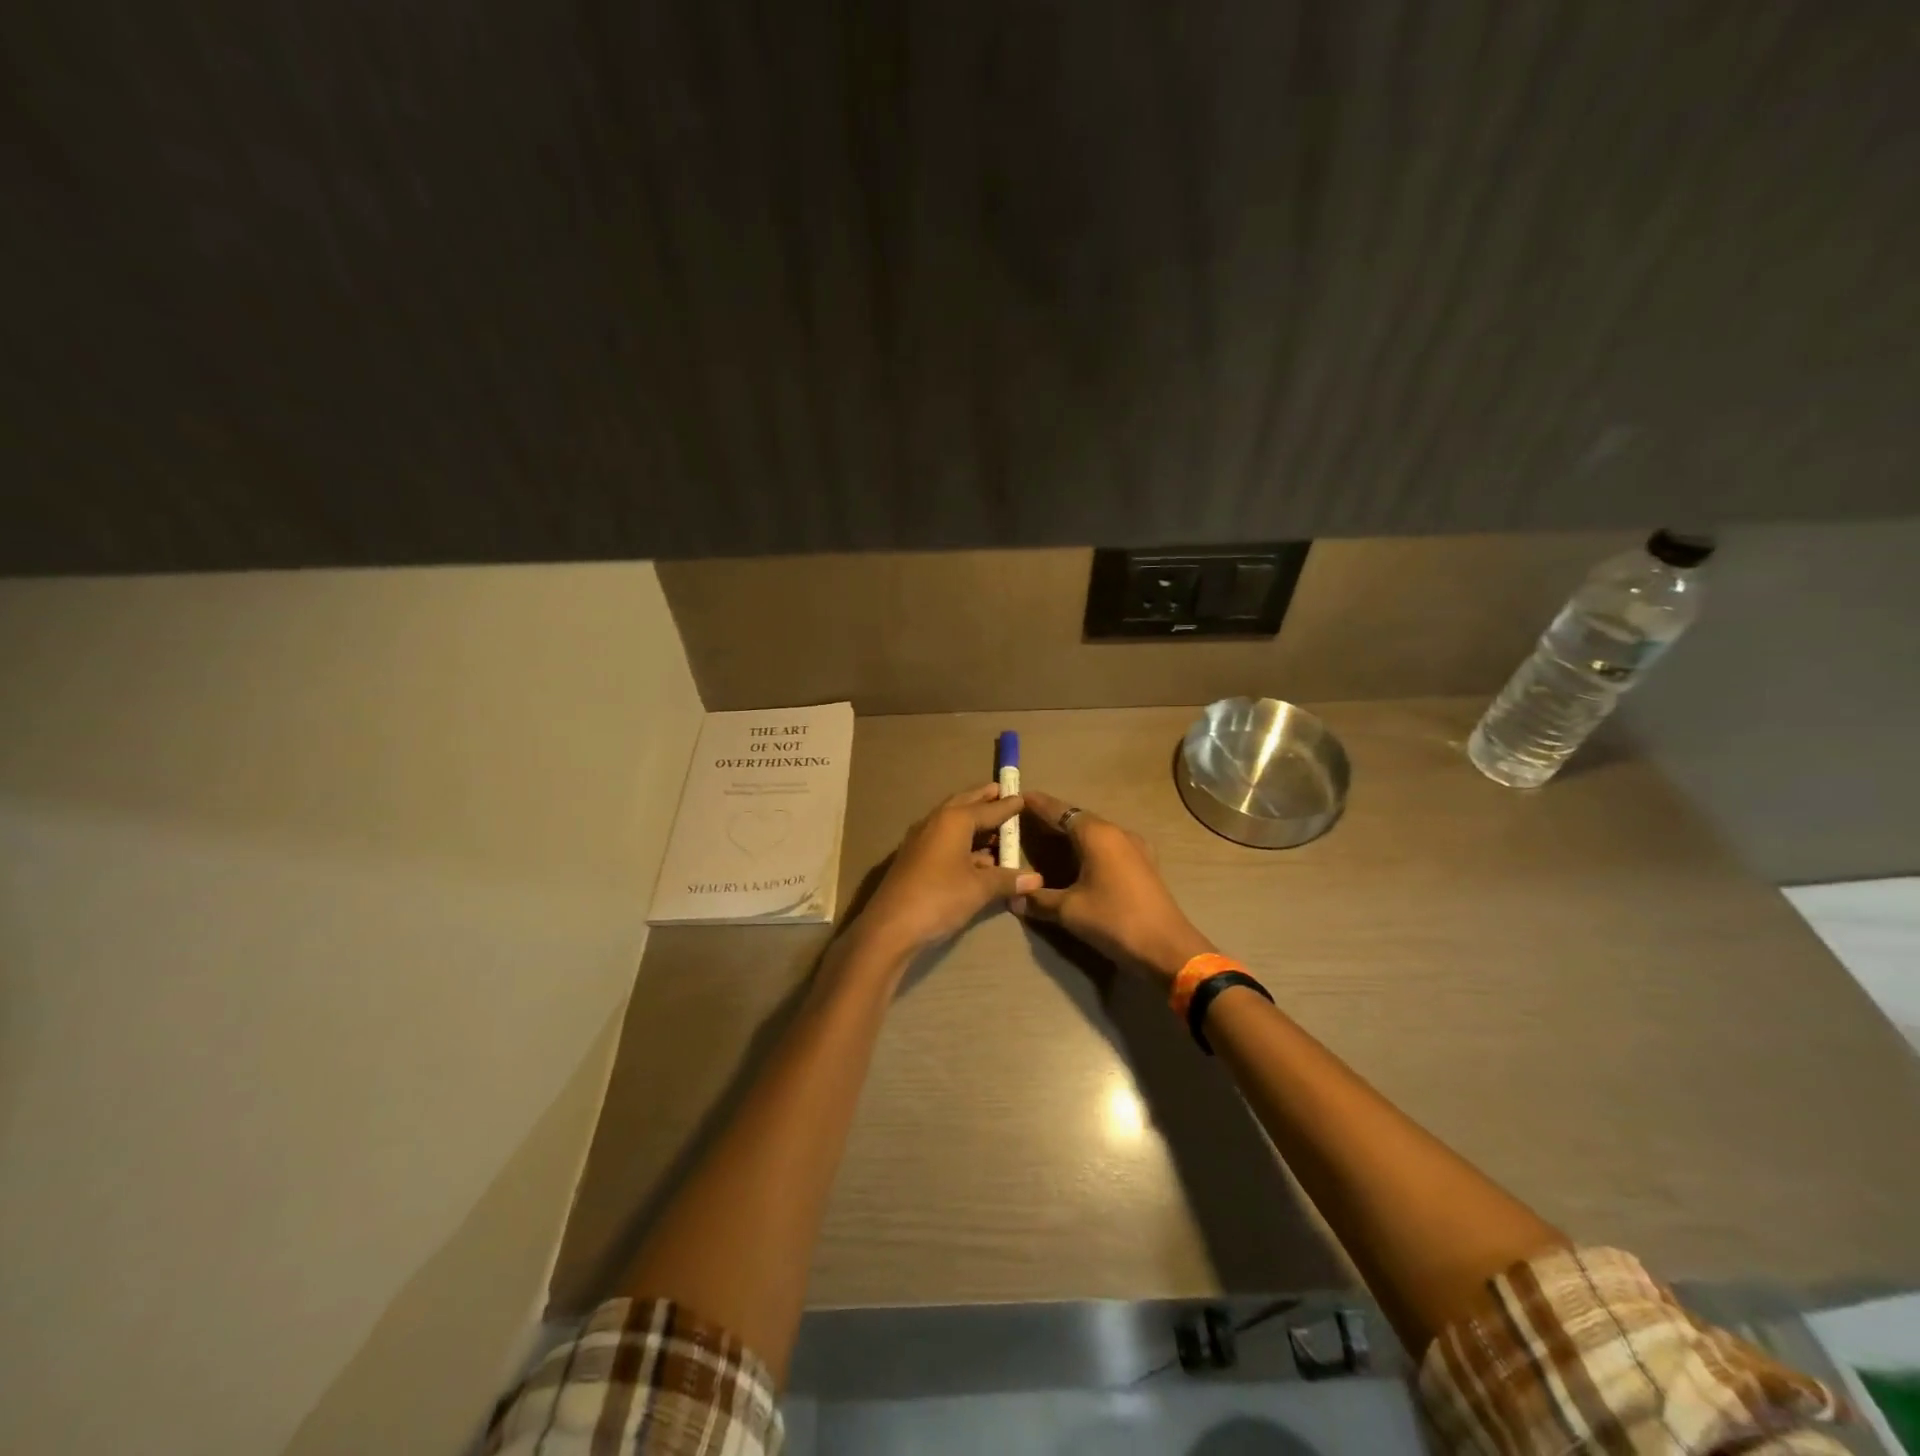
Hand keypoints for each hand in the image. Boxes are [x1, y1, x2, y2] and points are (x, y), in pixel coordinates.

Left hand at [851, 784, 1040, 961]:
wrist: (891, 926)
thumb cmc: (940, 898)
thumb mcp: (979, 889)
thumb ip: (1007, 879)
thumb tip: (1037, 879)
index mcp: (954, 820)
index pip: (987, 808)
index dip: (1007, 806)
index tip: (1022, 798)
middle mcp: (935, 822)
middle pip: (964, 805)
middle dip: (984, 800)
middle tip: (1002, 794)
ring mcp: (921, 839)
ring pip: (952, 822)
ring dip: (972, 821)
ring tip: (993, 824)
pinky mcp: (914, 858)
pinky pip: (943, 839)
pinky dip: (961, 840)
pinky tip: (976, 856)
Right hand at [1016, 790, 1214, 985]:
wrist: (1167, 948)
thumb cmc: (1115, 920)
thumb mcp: (1069, 911)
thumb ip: (1038, 900)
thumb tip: (1013, 897)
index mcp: (1097, 834)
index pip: (1060, 810)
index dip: (1037, 804)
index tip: (1017, 797)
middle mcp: (1117, 832)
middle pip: (1078, 818)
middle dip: (1053, 818)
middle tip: (1026, 820)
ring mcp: (1135, 847)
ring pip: (1096, 832)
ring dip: (1072, 833)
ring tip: (1049, 838)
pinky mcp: (1144, 864)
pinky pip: (1109, 846)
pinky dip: (1089, 847)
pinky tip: (1079, 860)